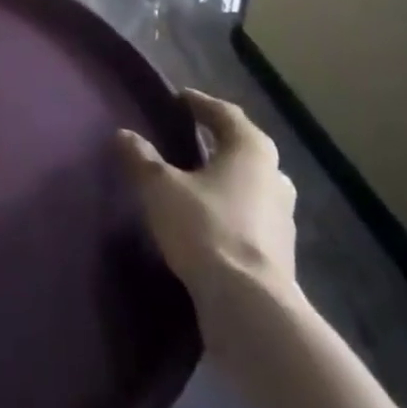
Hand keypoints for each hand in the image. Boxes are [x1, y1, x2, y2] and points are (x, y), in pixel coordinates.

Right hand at [118, 89, 297, 303]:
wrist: (250, 308)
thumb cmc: (206, 228)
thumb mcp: (161, 188)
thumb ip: (141, 158)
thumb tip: (123, 134)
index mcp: (251, 149)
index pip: (225, 113)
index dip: (200, 104)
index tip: (179, 100)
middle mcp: (274, 176)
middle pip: (243, 148)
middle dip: (217, 141)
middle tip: (188, 138)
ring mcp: (283, 218)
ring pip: (250, 184)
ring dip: (226, 179)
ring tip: (195, 181)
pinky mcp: (281, 254)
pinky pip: (251, 217)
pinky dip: (230, 211)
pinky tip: (208, 221)